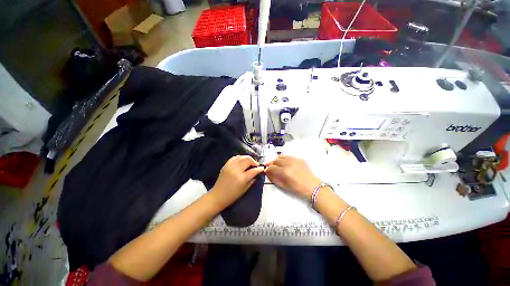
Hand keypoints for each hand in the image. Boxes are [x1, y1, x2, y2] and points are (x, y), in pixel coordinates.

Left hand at [210, 155, 264, 208]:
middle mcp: (236, 170)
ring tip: (249, 162)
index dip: (259, 169)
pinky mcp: (226, 165)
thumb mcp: (244, 189)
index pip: (253, 170)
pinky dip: (240, 158)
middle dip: (254, 161)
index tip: (262, 168)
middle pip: (248, 160)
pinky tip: (242, 161)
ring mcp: (230, 166)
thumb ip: (252, 180)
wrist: (218, 196)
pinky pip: (234, 157)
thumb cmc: (232, 196)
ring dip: (247, 158)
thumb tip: (257, 174)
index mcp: (242, 178)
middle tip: (255, 165)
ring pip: (241, 157)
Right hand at [265, 155, 320, 201]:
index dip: (268, 168)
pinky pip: (289, 156)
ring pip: (282, 156)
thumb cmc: (297, 189)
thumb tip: (267, 172)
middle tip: (271, 167)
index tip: (266, 170)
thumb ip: (274, 178)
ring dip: (278, 159)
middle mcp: (289, 164)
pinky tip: (286, 163)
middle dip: (272, 163)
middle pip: (276, 160)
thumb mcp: (283, 186)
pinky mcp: (300, 159)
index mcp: (284, 172)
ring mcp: (295, 160)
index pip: (272, 167)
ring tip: (278, 164)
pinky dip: (285, 158)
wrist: (312, 187)